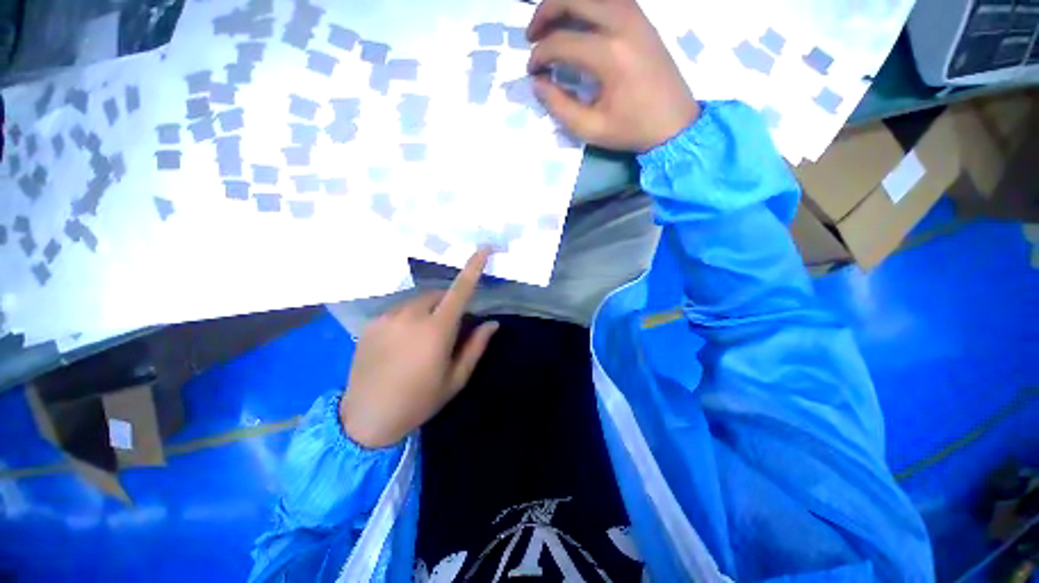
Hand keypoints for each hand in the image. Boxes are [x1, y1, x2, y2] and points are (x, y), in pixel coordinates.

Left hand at [340, 249, 498, 448]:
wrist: (366, 418)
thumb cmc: (418, 401)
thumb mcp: (455, 379)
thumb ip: (476, 346)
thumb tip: (492, 323)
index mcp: (436, 331)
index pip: (460, 290)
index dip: (473, 267)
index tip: (483, 248)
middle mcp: (411, 316)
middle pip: (438, 294)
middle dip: (449, 303)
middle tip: (450, 328)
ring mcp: (387, 317)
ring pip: (418, 301)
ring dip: (429, 310)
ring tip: (424, 337)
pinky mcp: (372, 323)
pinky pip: (399, 310)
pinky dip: (410, 317)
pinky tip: (404, 342)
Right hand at [527, 0, 699, 151]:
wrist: (675, 124)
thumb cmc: (631, 130)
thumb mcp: (590, 128)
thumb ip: (559, 106)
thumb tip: (538, 83)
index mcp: (609, 56)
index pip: (561, 42)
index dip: (539, 56)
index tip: (532, 72)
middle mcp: (622, 25)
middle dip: (545, 12)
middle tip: (532, 35)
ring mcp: (636, 17)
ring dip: (566, 4)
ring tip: (551, 25)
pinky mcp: (643, 20)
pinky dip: (588, 5)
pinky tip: (578, 21)